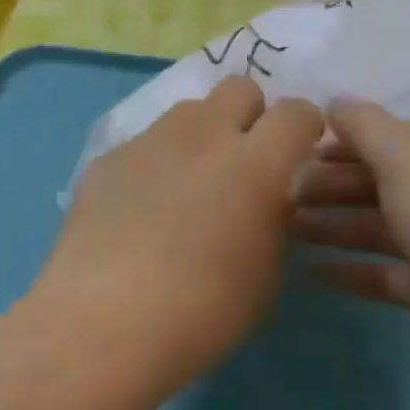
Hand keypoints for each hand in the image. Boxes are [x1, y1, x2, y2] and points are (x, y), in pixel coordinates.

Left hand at [33, 76, 324, 402]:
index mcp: (255, 162)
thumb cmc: (203, 310)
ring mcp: (150, 141)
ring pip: (189, 111)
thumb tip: (268, 197)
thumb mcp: (266, 274)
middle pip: (239, 87)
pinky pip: (145, 144)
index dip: (304, 127)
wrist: (104, 322)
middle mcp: (203, 135)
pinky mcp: (108, 158)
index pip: (296, 112)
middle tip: (243, 160)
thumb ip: (274, 219)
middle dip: (250, 114)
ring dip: (201, 136)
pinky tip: (141, 210)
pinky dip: (155, 164)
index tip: (298, 153)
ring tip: (188, 184)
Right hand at [293, 98, 409, 395]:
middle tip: (282, 193)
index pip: (388, 138)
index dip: (342, 142)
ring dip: (333, 224)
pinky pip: (381, 272)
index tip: (296, 151)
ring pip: (376, 226)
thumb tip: (335, 101)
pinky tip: (311, 270)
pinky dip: (349, 269)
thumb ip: (364, 124)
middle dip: (330, 184)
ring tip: (287, 227)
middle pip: (379, 181)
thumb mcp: (404, 156)